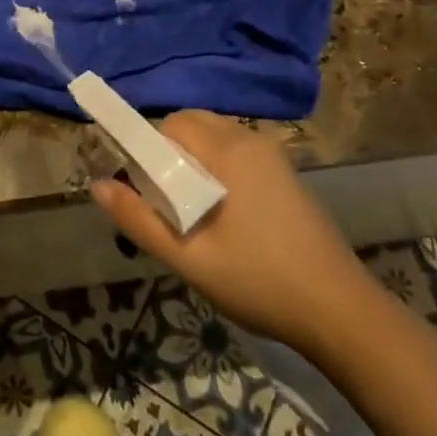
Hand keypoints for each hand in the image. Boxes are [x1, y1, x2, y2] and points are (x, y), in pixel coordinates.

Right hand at [90, 111, 366, 347]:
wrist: (340, 311)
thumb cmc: (259, 281)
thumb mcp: (188, 258)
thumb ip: (139, 220)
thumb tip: (96, 186)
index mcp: (228, 152)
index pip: (172, 124)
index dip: (147, 149)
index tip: (142, 189)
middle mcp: (250, 141)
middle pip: (192, 125)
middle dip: (168, 154)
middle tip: (164, 203)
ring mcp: (273, 156)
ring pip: (214, 138)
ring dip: (192, 161)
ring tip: (189, 213)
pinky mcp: (285, 174)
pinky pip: (236, 153)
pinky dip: (216, 168)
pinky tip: (221, 216)